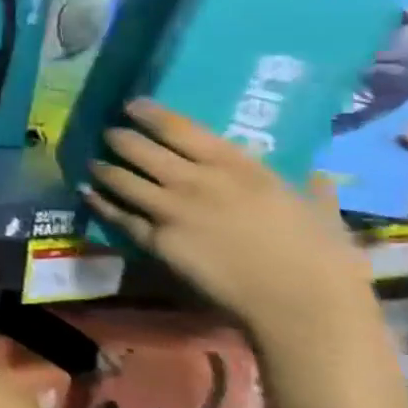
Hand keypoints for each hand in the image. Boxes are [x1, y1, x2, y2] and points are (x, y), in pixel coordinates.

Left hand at [84, 99, 374, 339]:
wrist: (301, 303)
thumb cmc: (322, 257)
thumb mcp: (320, 211)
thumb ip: (310, 190)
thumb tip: (317, 177)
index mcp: (241, 169)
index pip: (182, 130)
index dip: (151, 115)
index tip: (131, 105)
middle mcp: (197, 182)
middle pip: (139, 149)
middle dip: (118, 138)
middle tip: (107, 133)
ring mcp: (170, 209)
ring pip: (119, 179)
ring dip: (102, 168)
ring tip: (93, 162)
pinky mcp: (154, 238)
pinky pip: (116, 214)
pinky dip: (97, 201)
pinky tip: (86, 193)